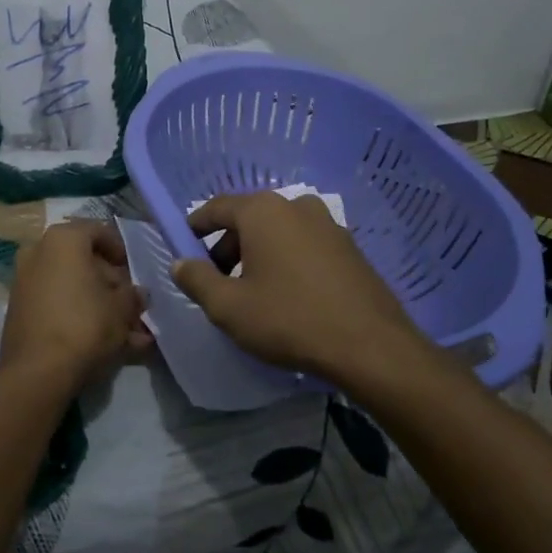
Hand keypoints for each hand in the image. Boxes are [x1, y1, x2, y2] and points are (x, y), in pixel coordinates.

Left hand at [0, 222, 151, 392]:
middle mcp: (38, 251)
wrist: (37, 372)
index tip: (134, 272)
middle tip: (132, 306)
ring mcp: (24, 281)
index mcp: (64, 239)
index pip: (99, 231)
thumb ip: (133, 295)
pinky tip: (106, 345)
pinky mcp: (19, 309)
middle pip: (84, 261)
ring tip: (128, 334)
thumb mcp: (122, 308)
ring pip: (72, 287)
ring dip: (99, 306)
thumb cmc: (85, 325)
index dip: (121, 250)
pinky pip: (57, 305)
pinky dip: (79, 317)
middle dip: (111, 285)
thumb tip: (138, 294)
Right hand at [172, 192, 422, 384]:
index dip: (195, 226)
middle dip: (228, 245)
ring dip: (259, 253)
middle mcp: (296, 205)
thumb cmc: (289, 320)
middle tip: (218, 280)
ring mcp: (328, 224)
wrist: (371, 347)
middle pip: (248, 218)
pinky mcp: (350, 246)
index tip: (184, 247)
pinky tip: (289, 294)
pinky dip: (288, 259)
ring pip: (278, 231)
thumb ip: (197, 280)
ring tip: (253, 290)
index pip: (217, 207)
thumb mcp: (228, 307)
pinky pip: (305, 244)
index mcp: (263, 211)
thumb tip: (180, 263)